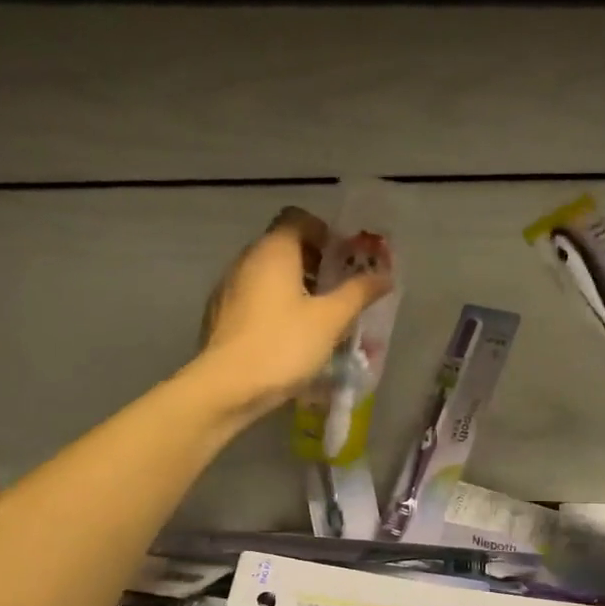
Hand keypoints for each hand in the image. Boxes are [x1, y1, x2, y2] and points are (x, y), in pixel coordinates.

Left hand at [196, 207, 393, 420]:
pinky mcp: (219, 315)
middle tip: (338, 290)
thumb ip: (358, 293)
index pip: (297, 218)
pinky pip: (253, 298)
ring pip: (266, 274)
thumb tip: (385, 276)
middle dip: (313, 262)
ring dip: (293, 286)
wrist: (226, 387)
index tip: (343, 259)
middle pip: (282, 245)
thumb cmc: (283, 346)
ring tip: (317, 317)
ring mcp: (227, 287)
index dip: (323, 232)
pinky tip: (288, 336)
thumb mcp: (330, 320)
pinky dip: (274, 306)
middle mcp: (246, 259)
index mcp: (273, 250)